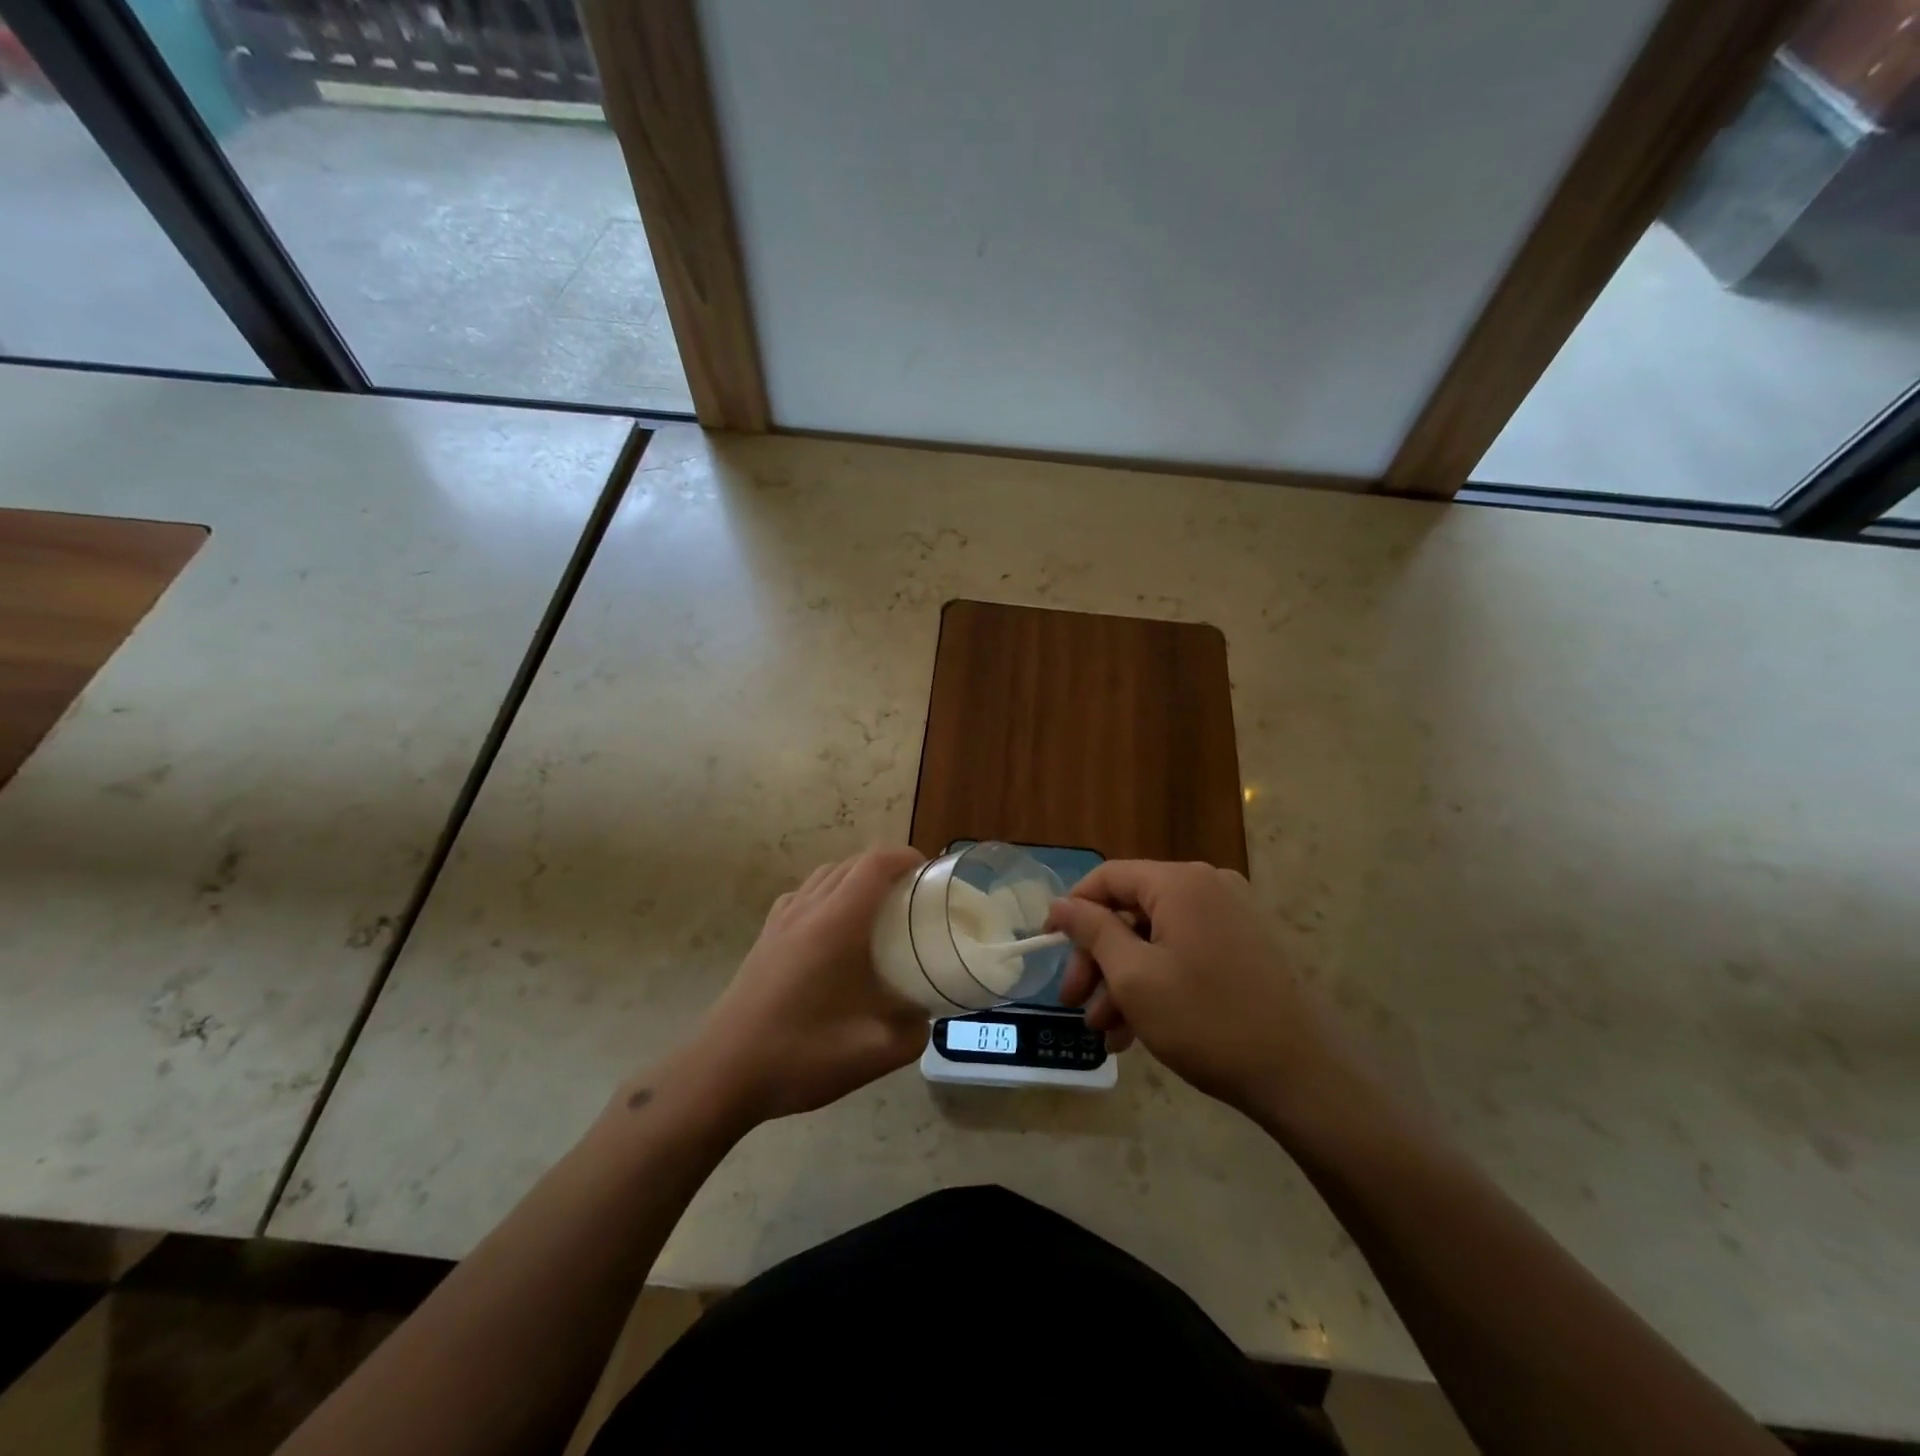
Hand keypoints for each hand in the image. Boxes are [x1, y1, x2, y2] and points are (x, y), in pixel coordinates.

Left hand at [680, 846, 930, 1126]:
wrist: (722, 1072)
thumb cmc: (801, 1055)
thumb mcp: (874, 1052)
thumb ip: (913, 1031)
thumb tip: (926, 1015)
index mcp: (837, 923)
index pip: (874, 865)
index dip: (904, 857)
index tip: (929, 872)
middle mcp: (808, 909)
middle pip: (850, 864)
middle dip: (886, 867)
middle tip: (913, 894)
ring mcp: (781, 921)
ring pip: (824, 876)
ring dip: (855, 878)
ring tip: (879, 907)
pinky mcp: (765, 938)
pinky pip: (803, 896)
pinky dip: (827, 894)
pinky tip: (834, 928)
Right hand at [1047, 861, 1353, 1123]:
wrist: (1303, 1076)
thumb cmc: (1207, 1020)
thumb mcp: (1134, 977)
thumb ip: (1092, 931)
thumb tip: (1059, 904)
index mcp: (1180, 882)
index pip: (1108, 877)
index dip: (1072, 910)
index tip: (1048, 947)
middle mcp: (1208, 886)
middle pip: (1131, 911)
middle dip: (1097, 959)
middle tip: (1074, 1003)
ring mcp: (1231, 916)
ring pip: (1156, 938)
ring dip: (1123, 980)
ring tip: (1105, 1032)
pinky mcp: (1246, 946)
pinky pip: (1184, 952)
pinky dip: (1157, 982)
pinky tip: (1137, 1030)